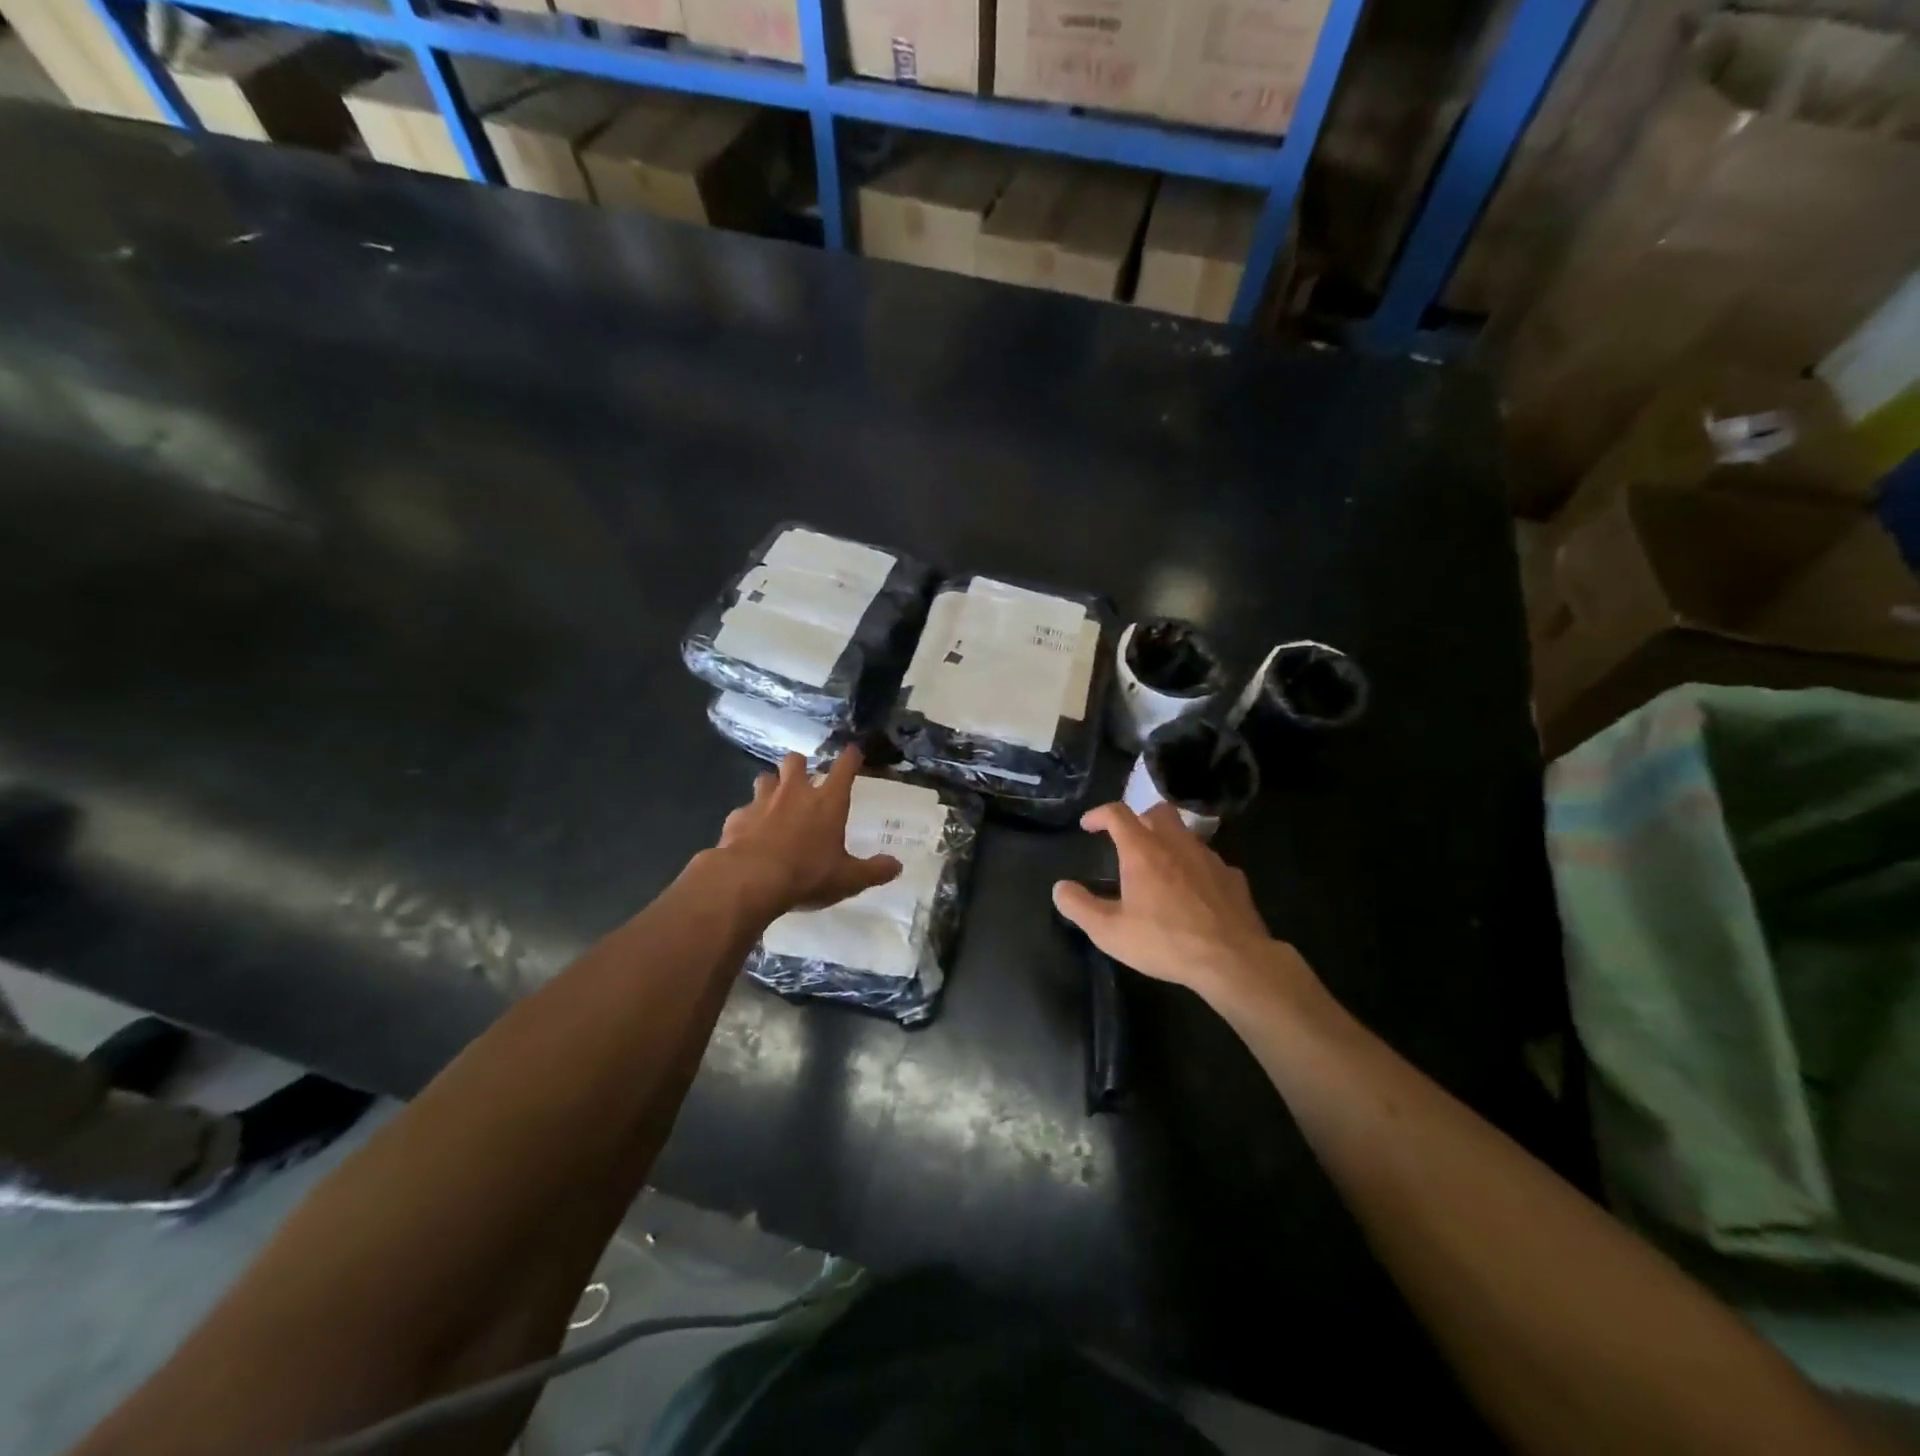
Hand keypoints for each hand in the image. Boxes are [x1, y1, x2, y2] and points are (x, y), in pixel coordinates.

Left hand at [715, 748, 901, 918]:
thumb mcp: (848, 879)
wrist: (750, 880)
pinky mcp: (737, 817)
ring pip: (765, 777)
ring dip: (772, 785)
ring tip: (775, 800)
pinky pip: (744, 809)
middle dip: (800, 764)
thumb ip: (874, 871)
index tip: (853, 751)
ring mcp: (762, 801)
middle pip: (795, 760)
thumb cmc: (807, 874)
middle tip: (804, 778)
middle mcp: (795, 793)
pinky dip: (749, 817)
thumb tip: (897, 866)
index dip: (851, 757)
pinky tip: (750, 832)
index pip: (844, 768)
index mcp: (828, 802)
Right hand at [1053, 802, 1315, 1007]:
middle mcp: (1176, 843)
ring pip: (1186, 834)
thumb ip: (1079, 907)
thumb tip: (1060, 888)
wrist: (1232, 959)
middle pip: (1157, 812)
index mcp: (1143, 850)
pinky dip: (1195, 867)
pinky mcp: (1232, 876)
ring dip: (1168, 842)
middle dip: (1139, 819)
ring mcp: (1209, 858)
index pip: (1117, 813)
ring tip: (1160, 867)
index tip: (1088, 825)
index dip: (1098, 815)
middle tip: (1128, 840)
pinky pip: (1208, 861)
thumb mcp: (1110, 932)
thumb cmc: (1165, 941)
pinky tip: (1193, 891)